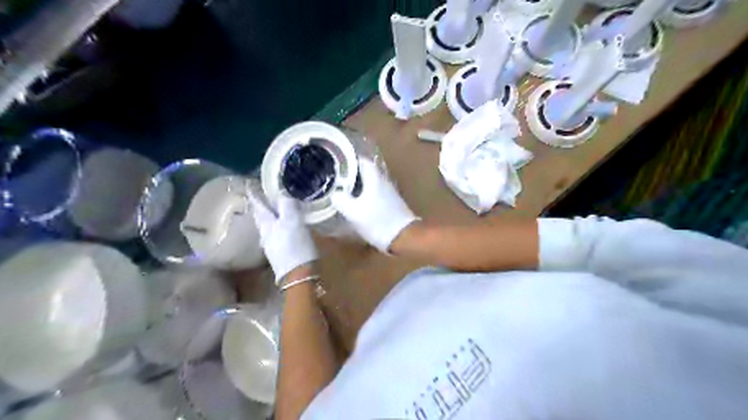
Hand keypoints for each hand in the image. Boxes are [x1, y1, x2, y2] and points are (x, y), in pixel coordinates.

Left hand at [249, 192, 316, 281]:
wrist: (298, 276)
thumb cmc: (296, 246)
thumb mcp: (294, 222)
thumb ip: (288, 205)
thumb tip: (284, 193)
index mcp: (267, 224)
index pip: (258, 205)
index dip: (255, 194)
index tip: (249, 185)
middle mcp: (265, 233)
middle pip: (261, 216)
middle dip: (261, 206)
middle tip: (262, 196)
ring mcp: (271, 245)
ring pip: (267, 226)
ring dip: (270, 216)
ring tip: (275, 210)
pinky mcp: (279, 253)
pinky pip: (276, 234)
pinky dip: (278, 226)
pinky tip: (284, 227)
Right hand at [330, 158, 417, 252]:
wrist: (403, 237)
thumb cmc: (377, 221)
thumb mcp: (353, 212)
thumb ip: (340, 200)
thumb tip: (334, 193)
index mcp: (374, 178)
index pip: (361, 161)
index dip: (348, 161)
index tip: (335, 165)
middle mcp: (383, 181)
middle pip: (365, 172)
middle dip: (350, 174)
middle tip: (335, 179)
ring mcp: (389, 192)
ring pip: (370, 183)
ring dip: (357, 185)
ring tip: (342, 191)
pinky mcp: (391, 203)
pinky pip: (374, 193)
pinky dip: (364, 195)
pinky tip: (356, 203)